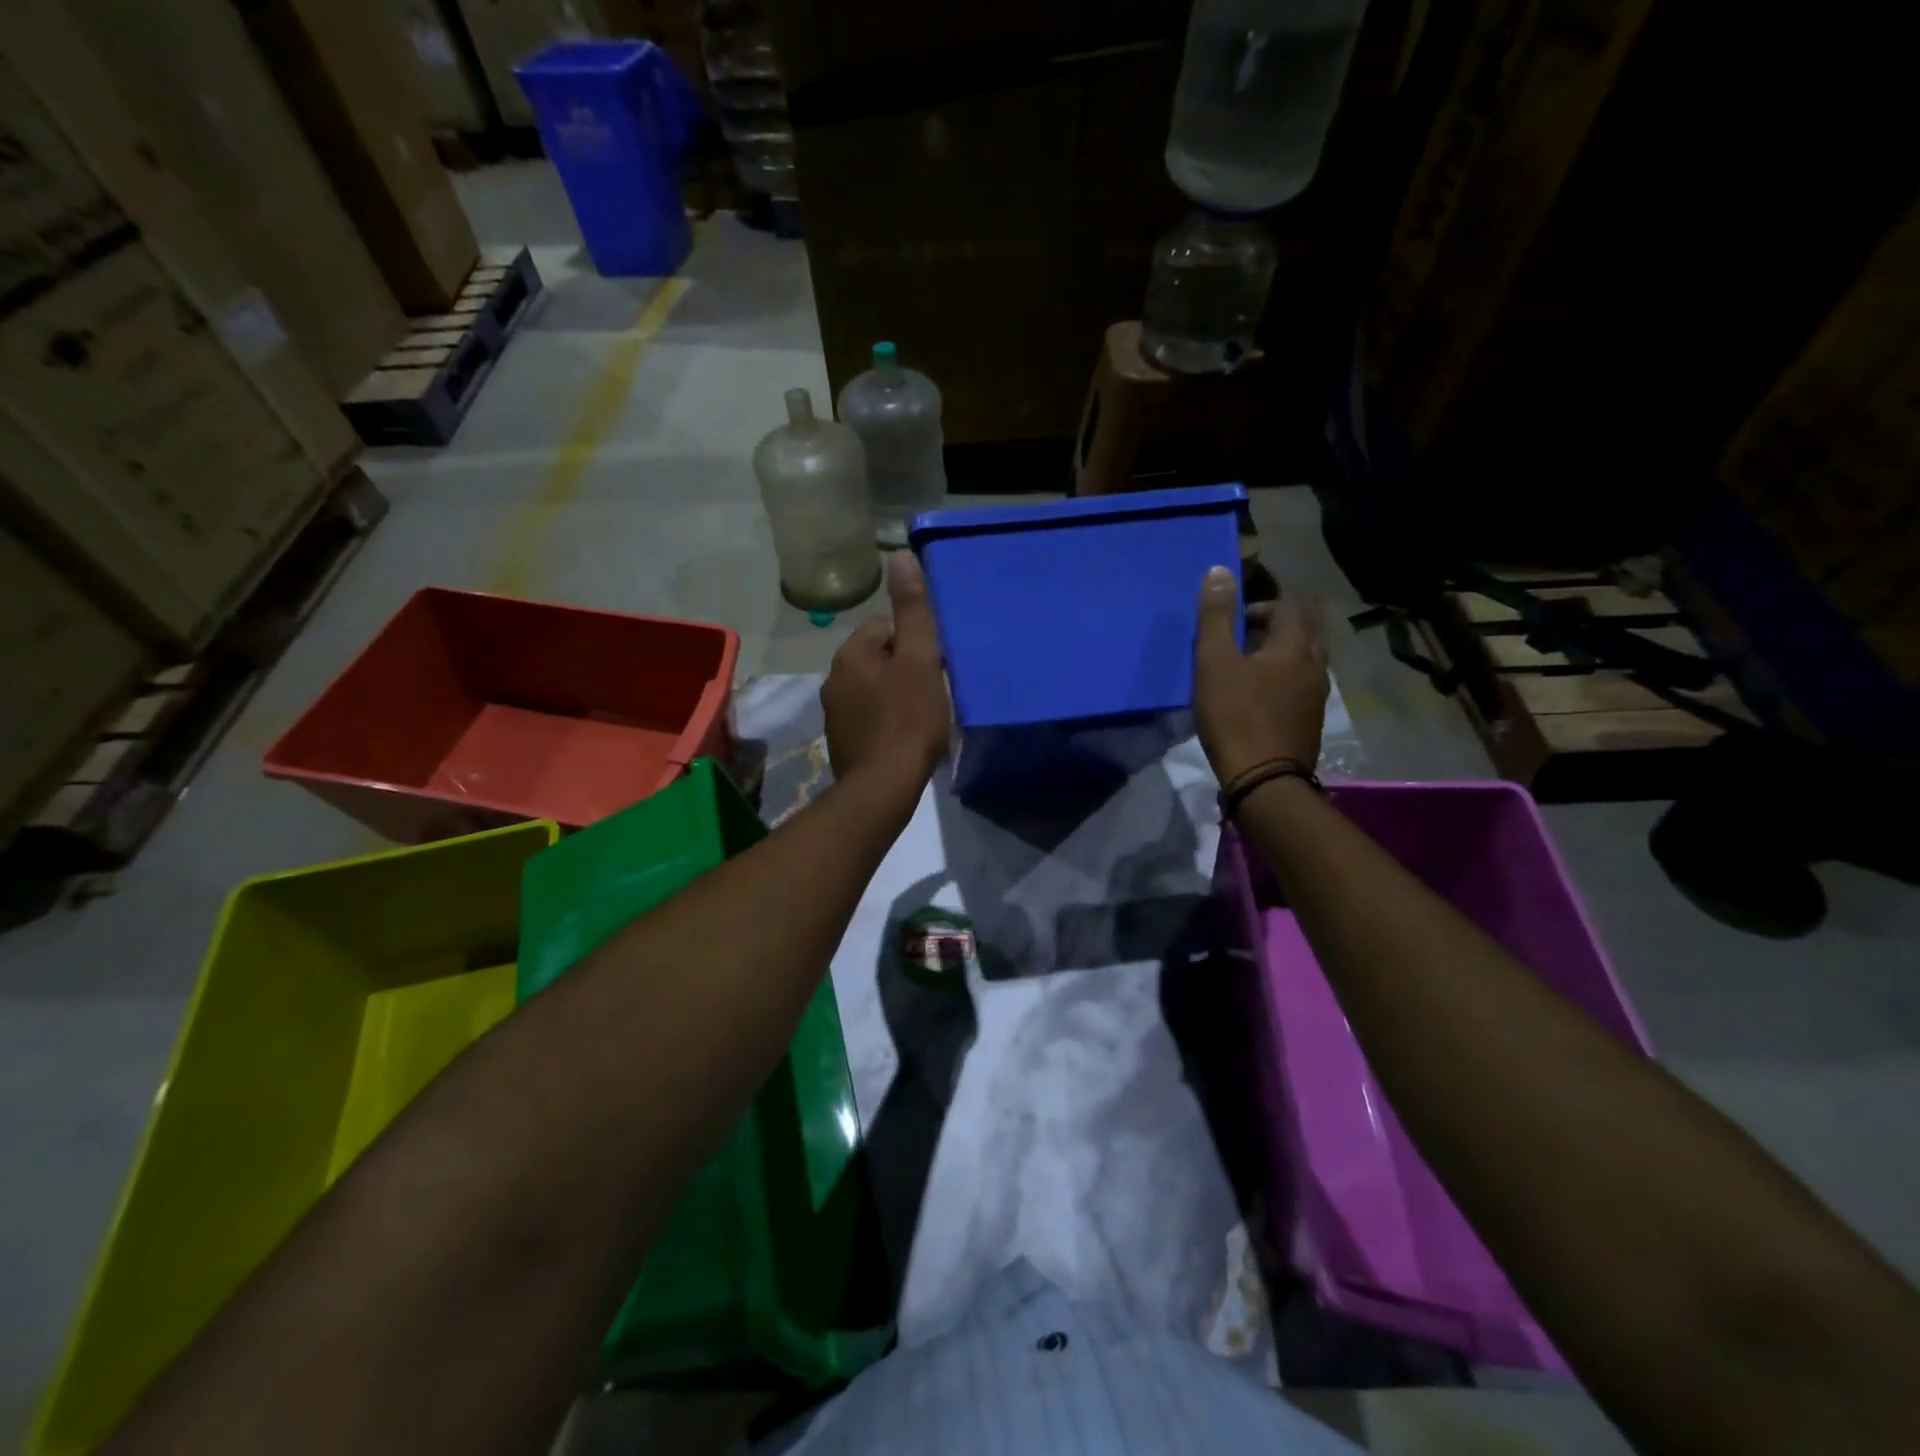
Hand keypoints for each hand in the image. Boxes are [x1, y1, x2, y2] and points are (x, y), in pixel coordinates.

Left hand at [822, 554, 951, 788]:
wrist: (884, 785)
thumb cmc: (908, 718)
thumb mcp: (920, 659)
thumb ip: (913, 610)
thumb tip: (900, 556)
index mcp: (851, 654)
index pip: (885, 629)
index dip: (914, 645)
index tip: (933, 668)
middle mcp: (834, 678)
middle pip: (878, 659)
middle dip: (904, 670)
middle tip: (931, 693)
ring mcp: (834, 712)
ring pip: (872, 689)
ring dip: (894, 696)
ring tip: (921, 717)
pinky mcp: (841, 741)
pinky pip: (867, 717)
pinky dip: (885, 722)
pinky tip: (903, 738)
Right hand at [1192, 565, 1328, 785]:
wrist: (1264, 780)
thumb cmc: (1235, 715)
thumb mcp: (1214, 661)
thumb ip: (1216, 616)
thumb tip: (1220, 571)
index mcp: (1296, 646)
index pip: (1289, 607)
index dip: (1261, 606)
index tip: (1234, 623)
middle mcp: (1315, 666)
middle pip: (1301, 633)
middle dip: (1271, 630)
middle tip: (1238, 644)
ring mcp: (1317, 697)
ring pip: (1302, 662)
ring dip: (1276, 658)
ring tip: (1244, 672)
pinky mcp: (1310, 723)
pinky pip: (1299, 689)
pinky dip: (1280, 684)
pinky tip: (1256, 702)